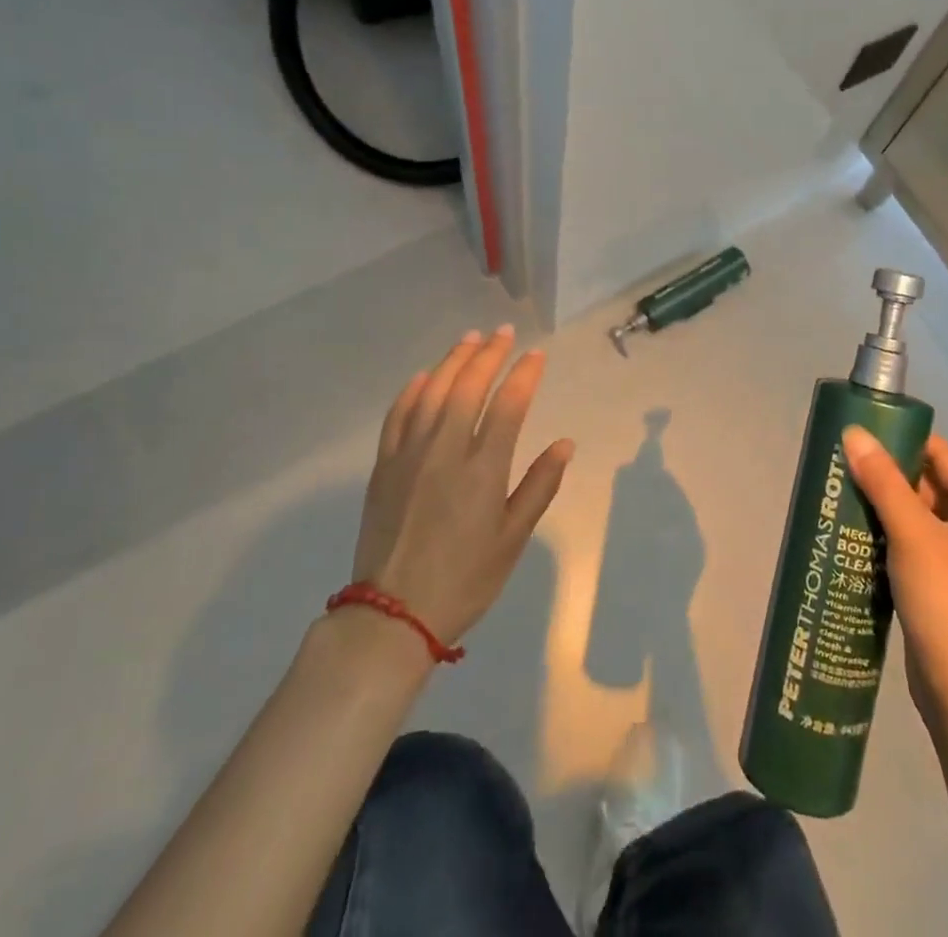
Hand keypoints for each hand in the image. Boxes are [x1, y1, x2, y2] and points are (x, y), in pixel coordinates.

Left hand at [350, 327, 573, 645]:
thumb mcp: (512, 540)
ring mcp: (409, 455)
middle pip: (468, 388)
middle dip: (488, 355)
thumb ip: (539, 487)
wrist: (392, 614)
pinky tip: (423, 376)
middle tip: (503, 333)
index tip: (536, 354)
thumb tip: (564, 444)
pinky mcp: (383, 466)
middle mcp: (445, 451)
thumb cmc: (464, 580)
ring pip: (432, 392)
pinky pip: (397, 415)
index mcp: (483, 470)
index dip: (524, 375)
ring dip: (452, 361)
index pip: (508, 406)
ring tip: (470, 339)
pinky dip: (412, 390)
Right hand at [842, 428, 947, 722]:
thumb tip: (854, 433)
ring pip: (915, 518)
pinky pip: (907, 545)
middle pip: (928, 486)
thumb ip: (882, 482)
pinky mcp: (937, 587)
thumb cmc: (945, 598)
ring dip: (883, 504)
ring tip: (841, 488)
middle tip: (846, 458)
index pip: (944, 458)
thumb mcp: (912, 532)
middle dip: (888, 472)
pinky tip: (852, 531)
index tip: (868, 427)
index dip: (909, 438)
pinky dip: (883, 534)